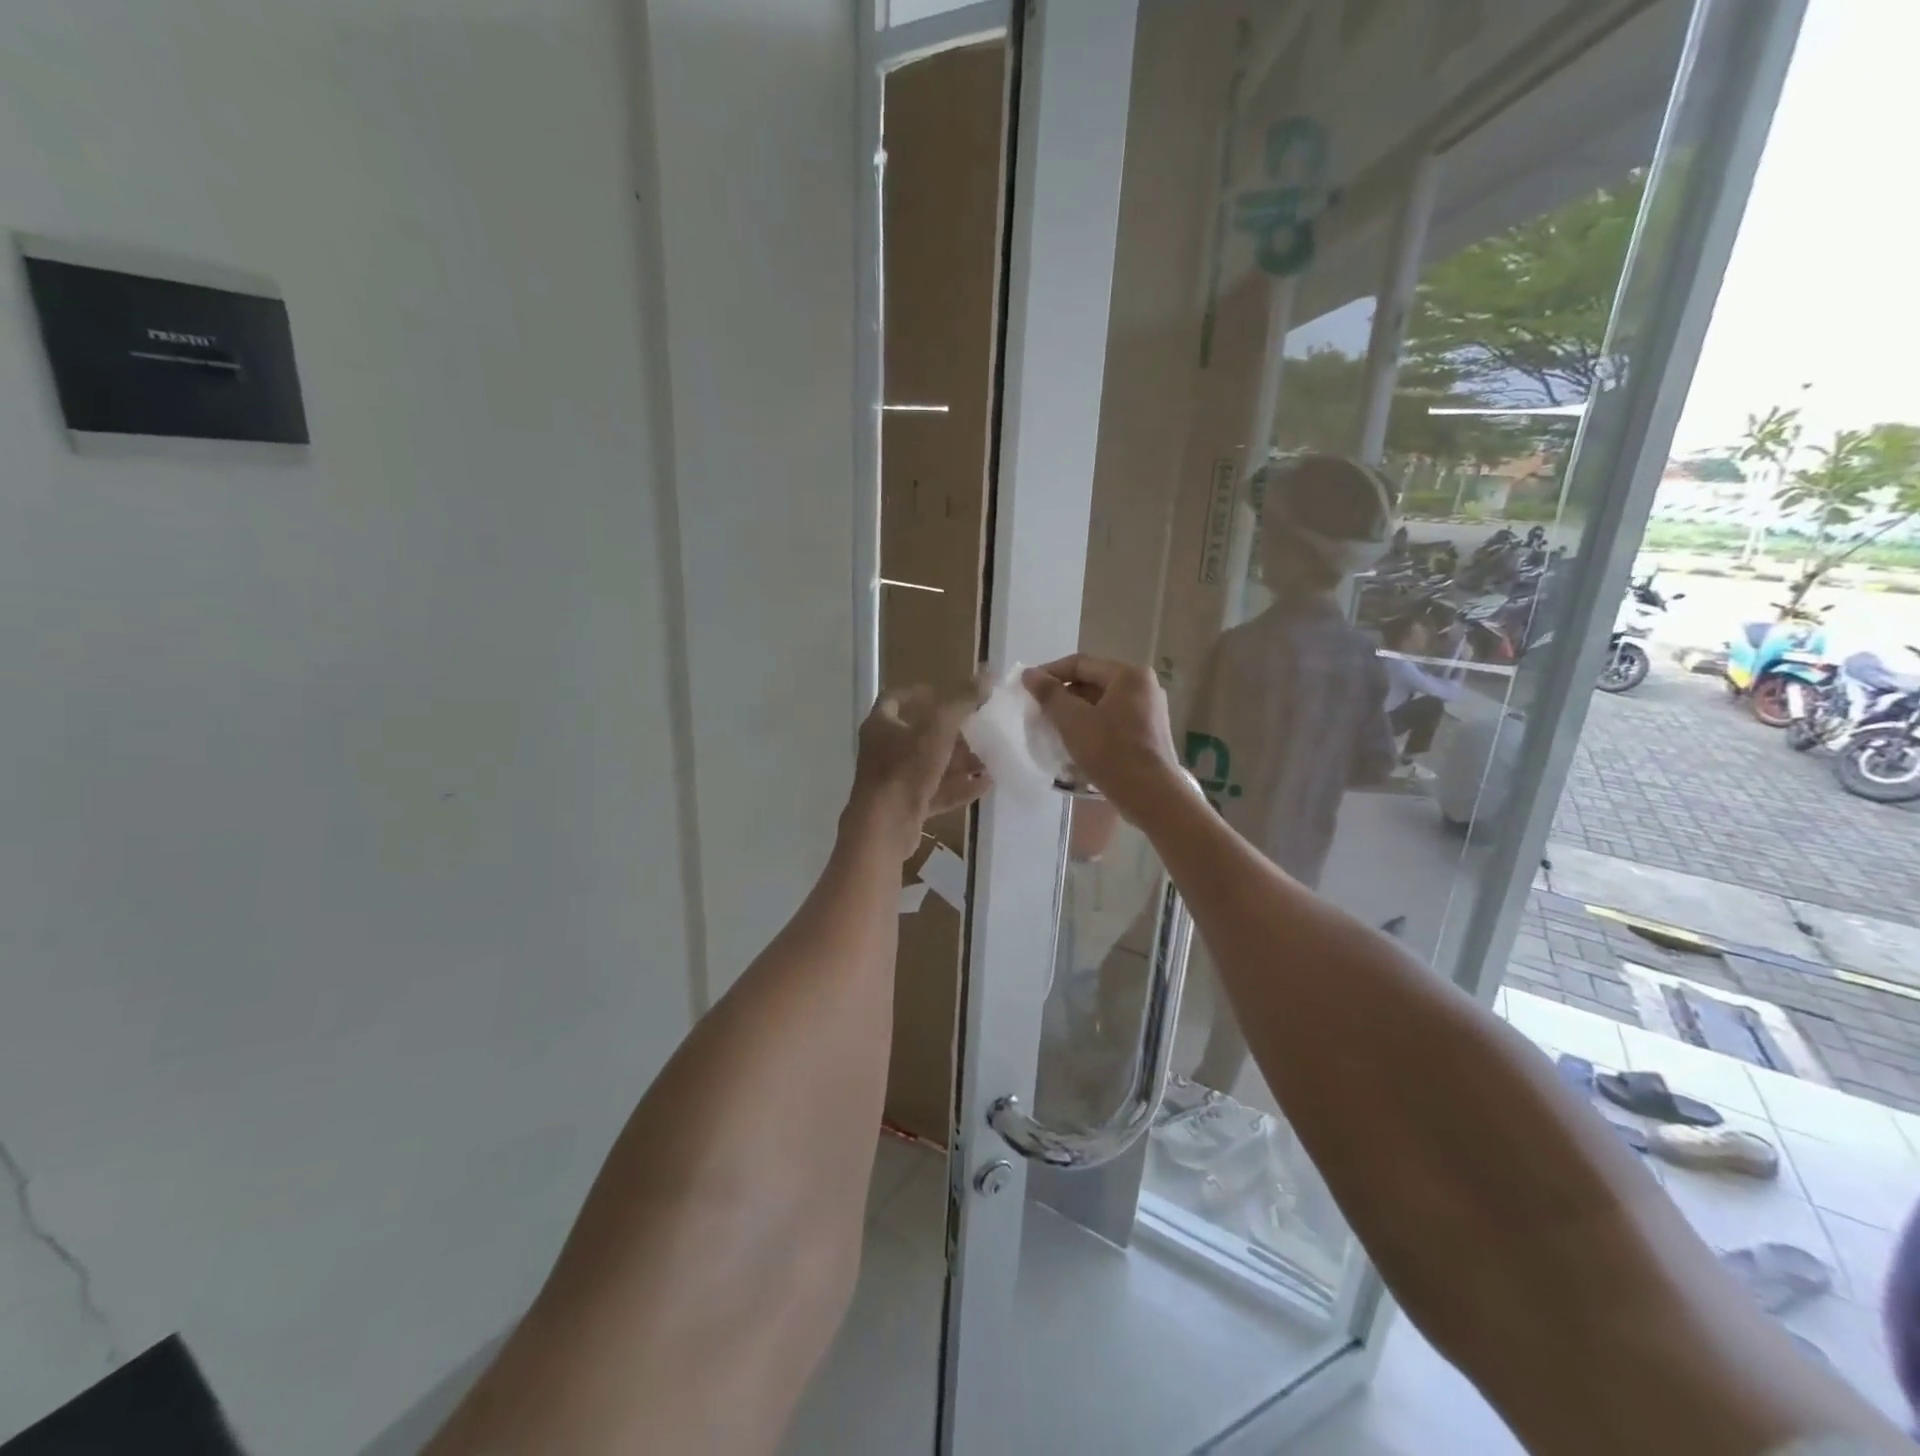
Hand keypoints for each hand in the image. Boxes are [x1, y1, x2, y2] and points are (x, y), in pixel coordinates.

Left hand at [847, 687, 987, 858]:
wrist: (884, 828)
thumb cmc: (906, 769)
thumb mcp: (938, 728)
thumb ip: (963, 700)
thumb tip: (987, 673)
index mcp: (881, 725)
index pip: (896, 699)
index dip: (921, 693)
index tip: (948, 693)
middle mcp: (884, 750)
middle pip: (919, 734)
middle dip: (952, 731)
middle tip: (979, 728)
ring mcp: (894, 780)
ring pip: (930, 764)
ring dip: (959, 761)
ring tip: (990, 758)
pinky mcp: (906, 806)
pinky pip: (936, 791)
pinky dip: (958, 787)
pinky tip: (985, 785)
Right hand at [1022, 655, 1186, 823]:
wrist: (1152, 796)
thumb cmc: (1111, 752)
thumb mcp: (1073, 721)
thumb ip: (1049, 694)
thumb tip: (1029, 673)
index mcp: (1129, 675)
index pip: (1080, 664)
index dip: (1050, 673)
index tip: (1028, 688)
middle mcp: (1144, 686)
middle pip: (1093, 682)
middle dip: (1063, 695)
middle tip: (1039, 711)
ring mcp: (1150, 710)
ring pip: (1103, 702)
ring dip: (1076, 712)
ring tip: (1053, 728)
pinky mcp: (1149, 732)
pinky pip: (1114, 719)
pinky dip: (1093, 725)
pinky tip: (1076, 742)